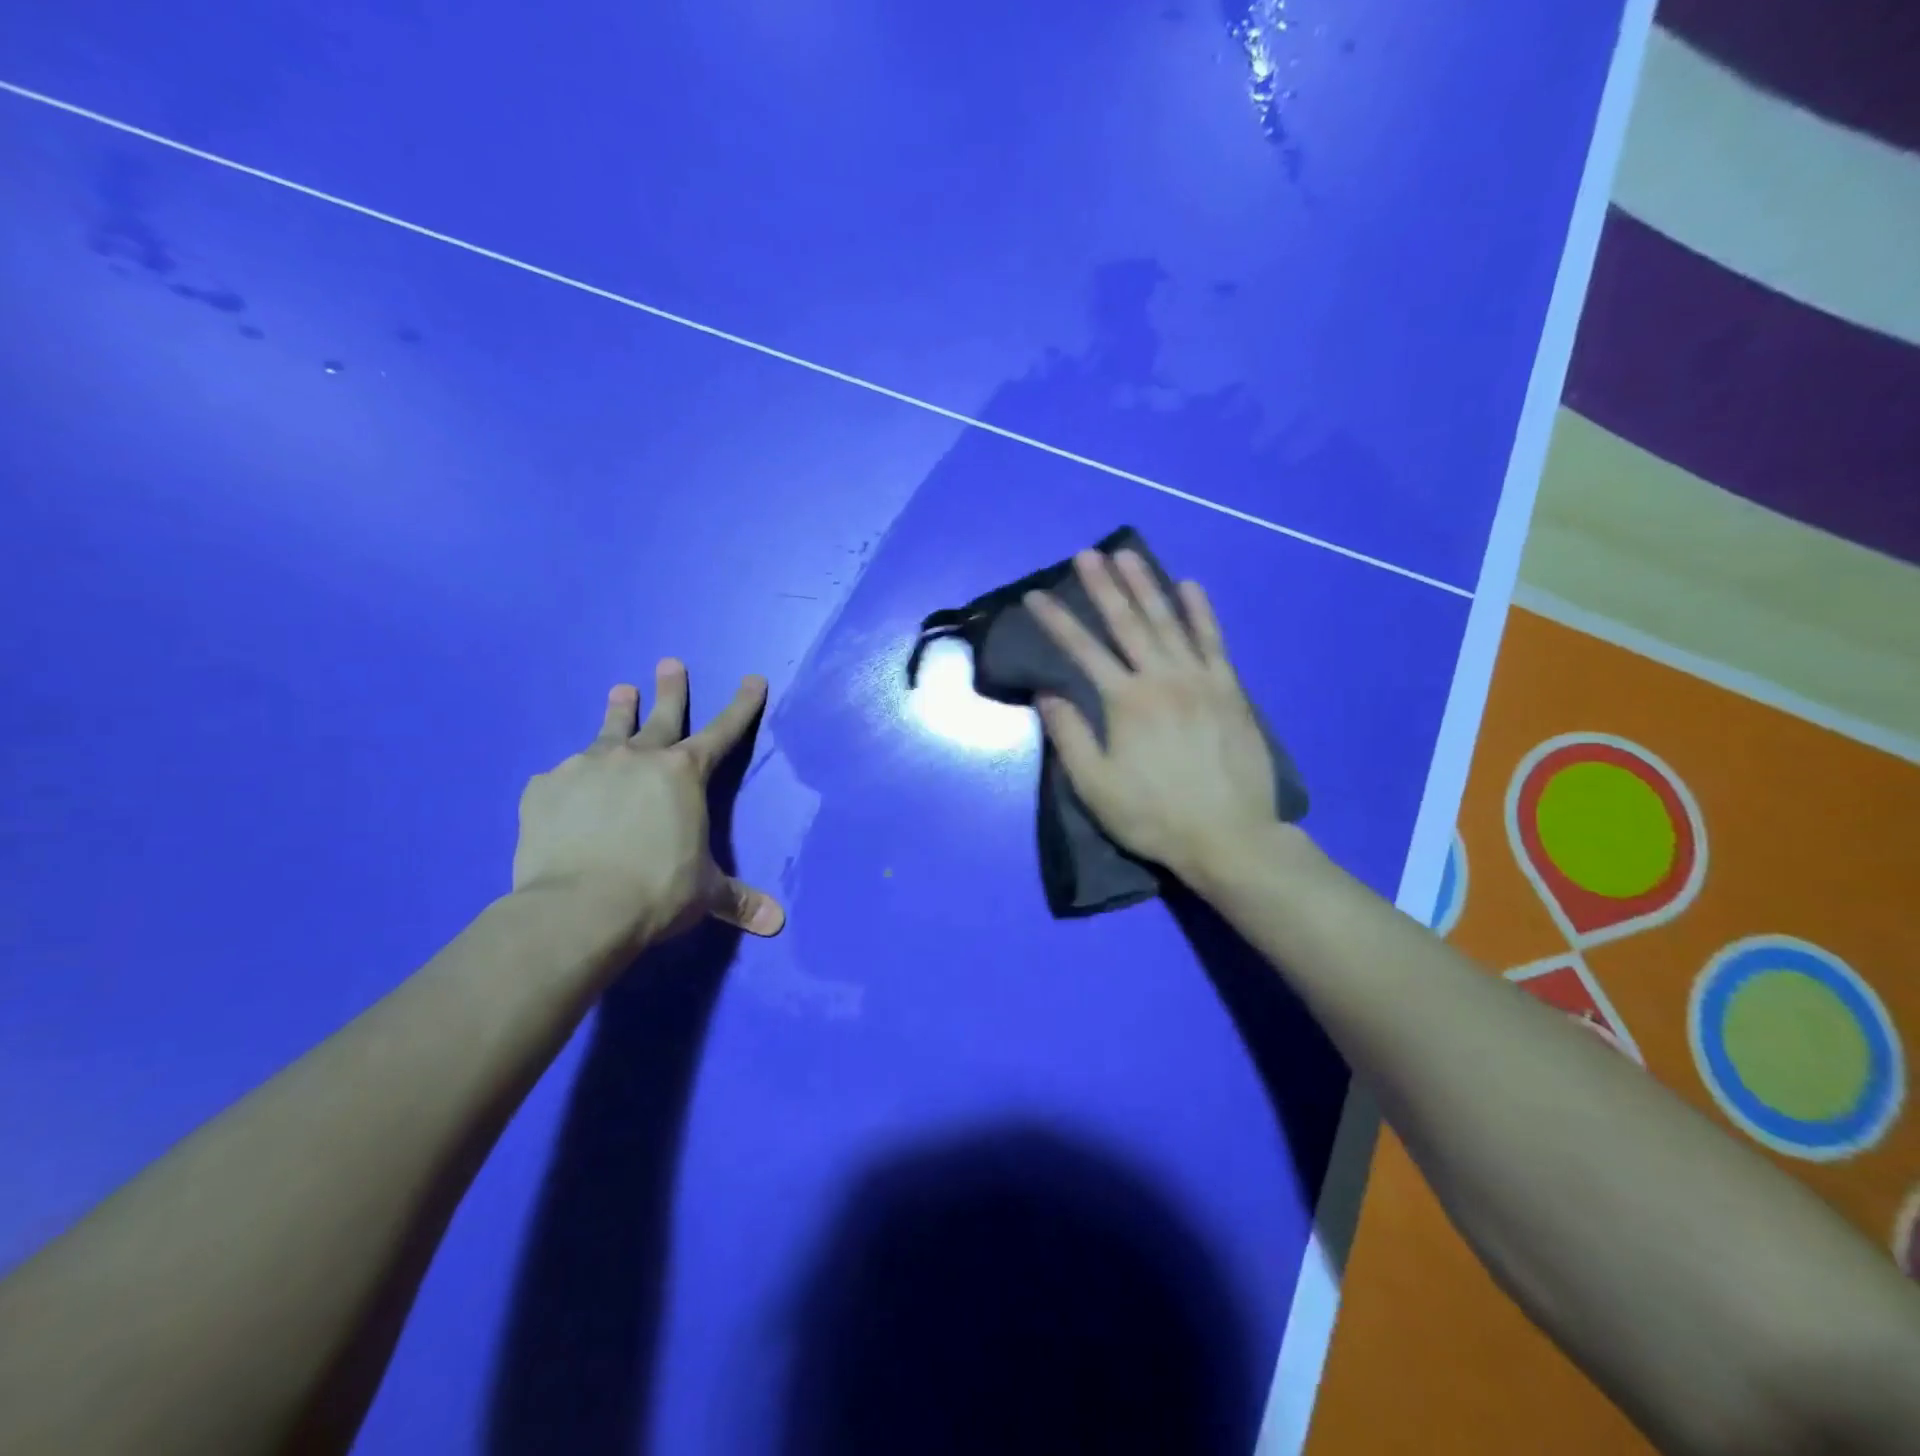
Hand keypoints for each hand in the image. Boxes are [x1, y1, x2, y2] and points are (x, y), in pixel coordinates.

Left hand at [511, 659, 784, 941]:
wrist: (578, 908)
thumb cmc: (657, 891)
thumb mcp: (705, 894)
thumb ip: (739, 900)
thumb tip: (776, 923)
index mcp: (684, 774)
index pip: (723, 731)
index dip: (742, 705)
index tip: (754, 678)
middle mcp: (637, 758)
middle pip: (660, 715)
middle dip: (670, 688)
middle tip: (669, 663)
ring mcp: (586, 767)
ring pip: (607, 730)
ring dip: (617, 710)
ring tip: (618, 690)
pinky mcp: (544, 787)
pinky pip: (561, 777)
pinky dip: (571, 780)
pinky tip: (565, 793)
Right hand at [1024, 550, 1278, 884]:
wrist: (1229, 836)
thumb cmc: (1154, 815)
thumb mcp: (1096, 786)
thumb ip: (1069, 736)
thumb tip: (1046, 693)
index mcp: (1126, 702)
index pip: (1082, 651)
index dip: (1056, 621)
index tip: (1035, 596)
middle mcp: (1162, 679)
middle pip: (1128, 622)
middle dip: (1103, 586)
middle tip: (1087, 554)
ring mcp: (1200, 680)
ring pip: (1169, 622)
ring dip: (1147, 586)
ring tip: (1129, 555)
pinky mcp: (1229, 690)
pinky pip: (1213, 641)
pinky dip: (1201, 612)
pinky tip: (1191, 586)